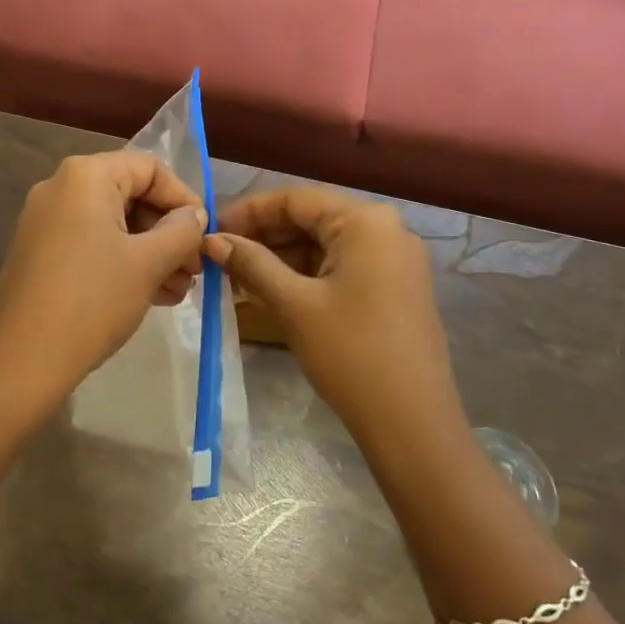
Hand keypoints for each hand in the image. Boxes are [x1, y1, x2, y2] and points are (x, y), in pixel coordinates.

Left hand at [0, 151, 207, 401]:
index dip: (184, 199)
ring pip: (114, 225)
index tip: (204, 236)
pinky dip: (123, 262)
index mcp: (86, 176)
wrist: (24, 360)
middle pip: (132, 195)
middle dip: (169, 232)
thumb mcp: (149, 262)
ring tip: (179, 290)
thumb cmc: (93, 300)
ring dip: (152, 252)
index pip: (150, 169)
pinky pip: (92, 244)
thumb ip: (182, 230)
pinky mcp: (40, 252)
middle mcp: (61, 187)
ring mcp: (46, 221)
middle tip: (194, 270)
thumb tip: (195, 215)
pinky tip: (152, 295)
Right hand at [205, 188, 460, 439]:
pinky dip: (307, 275)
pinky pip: (343, 266)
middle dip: (264, 237)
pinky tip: (274, 291)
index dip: (249, 212)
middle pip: (312, 219)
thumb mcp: (293, 304)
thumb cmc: (350, 354)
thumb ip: (251, 264)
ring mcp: (396, 259)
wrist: (413, 424)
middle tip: (221, 257)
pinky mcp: (396, 287)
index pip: (295, 199)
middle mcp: (386, 229)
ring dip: (282, 258)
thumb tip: (211, 240)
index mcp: (365, 221)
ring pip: (326, 244)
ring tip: (239, 278)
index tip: (212, 231)